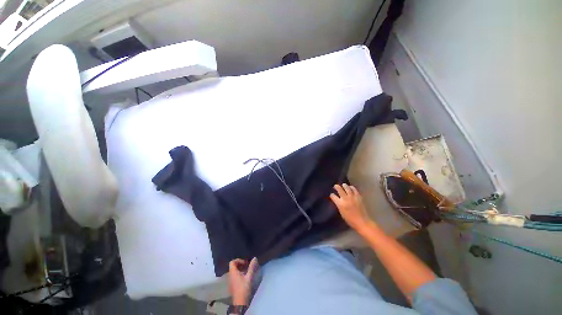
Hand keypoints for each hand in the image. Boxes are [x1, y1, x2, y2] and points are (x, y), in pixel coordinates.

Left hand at [228, 257, 257, 305]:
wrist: (240, 303)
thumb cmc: (243, 289)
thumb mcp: (249, 277)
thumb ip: (251, 267)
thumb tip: (254, 258)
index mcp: (233, 273)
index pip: (232, 262)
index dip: (239, 260)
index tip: (245, 263)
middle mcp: (230, 276)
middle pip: (234, 266)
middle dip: (241, 265)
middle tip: (248, 266)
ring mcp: (231, 281)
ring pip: (235, 271)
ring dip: (241, 269)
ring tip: (248, 271)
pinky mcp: (233, 285)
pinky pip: (235, 276)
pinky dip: (240, 274)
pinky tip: (246, 277)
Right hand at [330, 183, 372, 230]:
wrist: (362, 222)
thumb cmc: (350, 219)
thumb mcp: (341, 212)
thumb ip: (338, 205)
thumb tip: (337, 200)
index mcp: (340, 204)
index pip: (333, 196)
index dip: (332, 195)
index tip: (332, 195)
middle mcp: (345, 199)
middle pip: (339, 189)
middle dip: (336, 187)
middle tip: (335, 186)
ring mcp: (352, 197)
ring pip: (347, 188)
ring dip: (344, 185)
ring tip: (343, 185)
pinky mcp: (358, 197)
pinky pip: (354, 189)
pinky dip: (352, 187)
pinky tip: (351, 187)